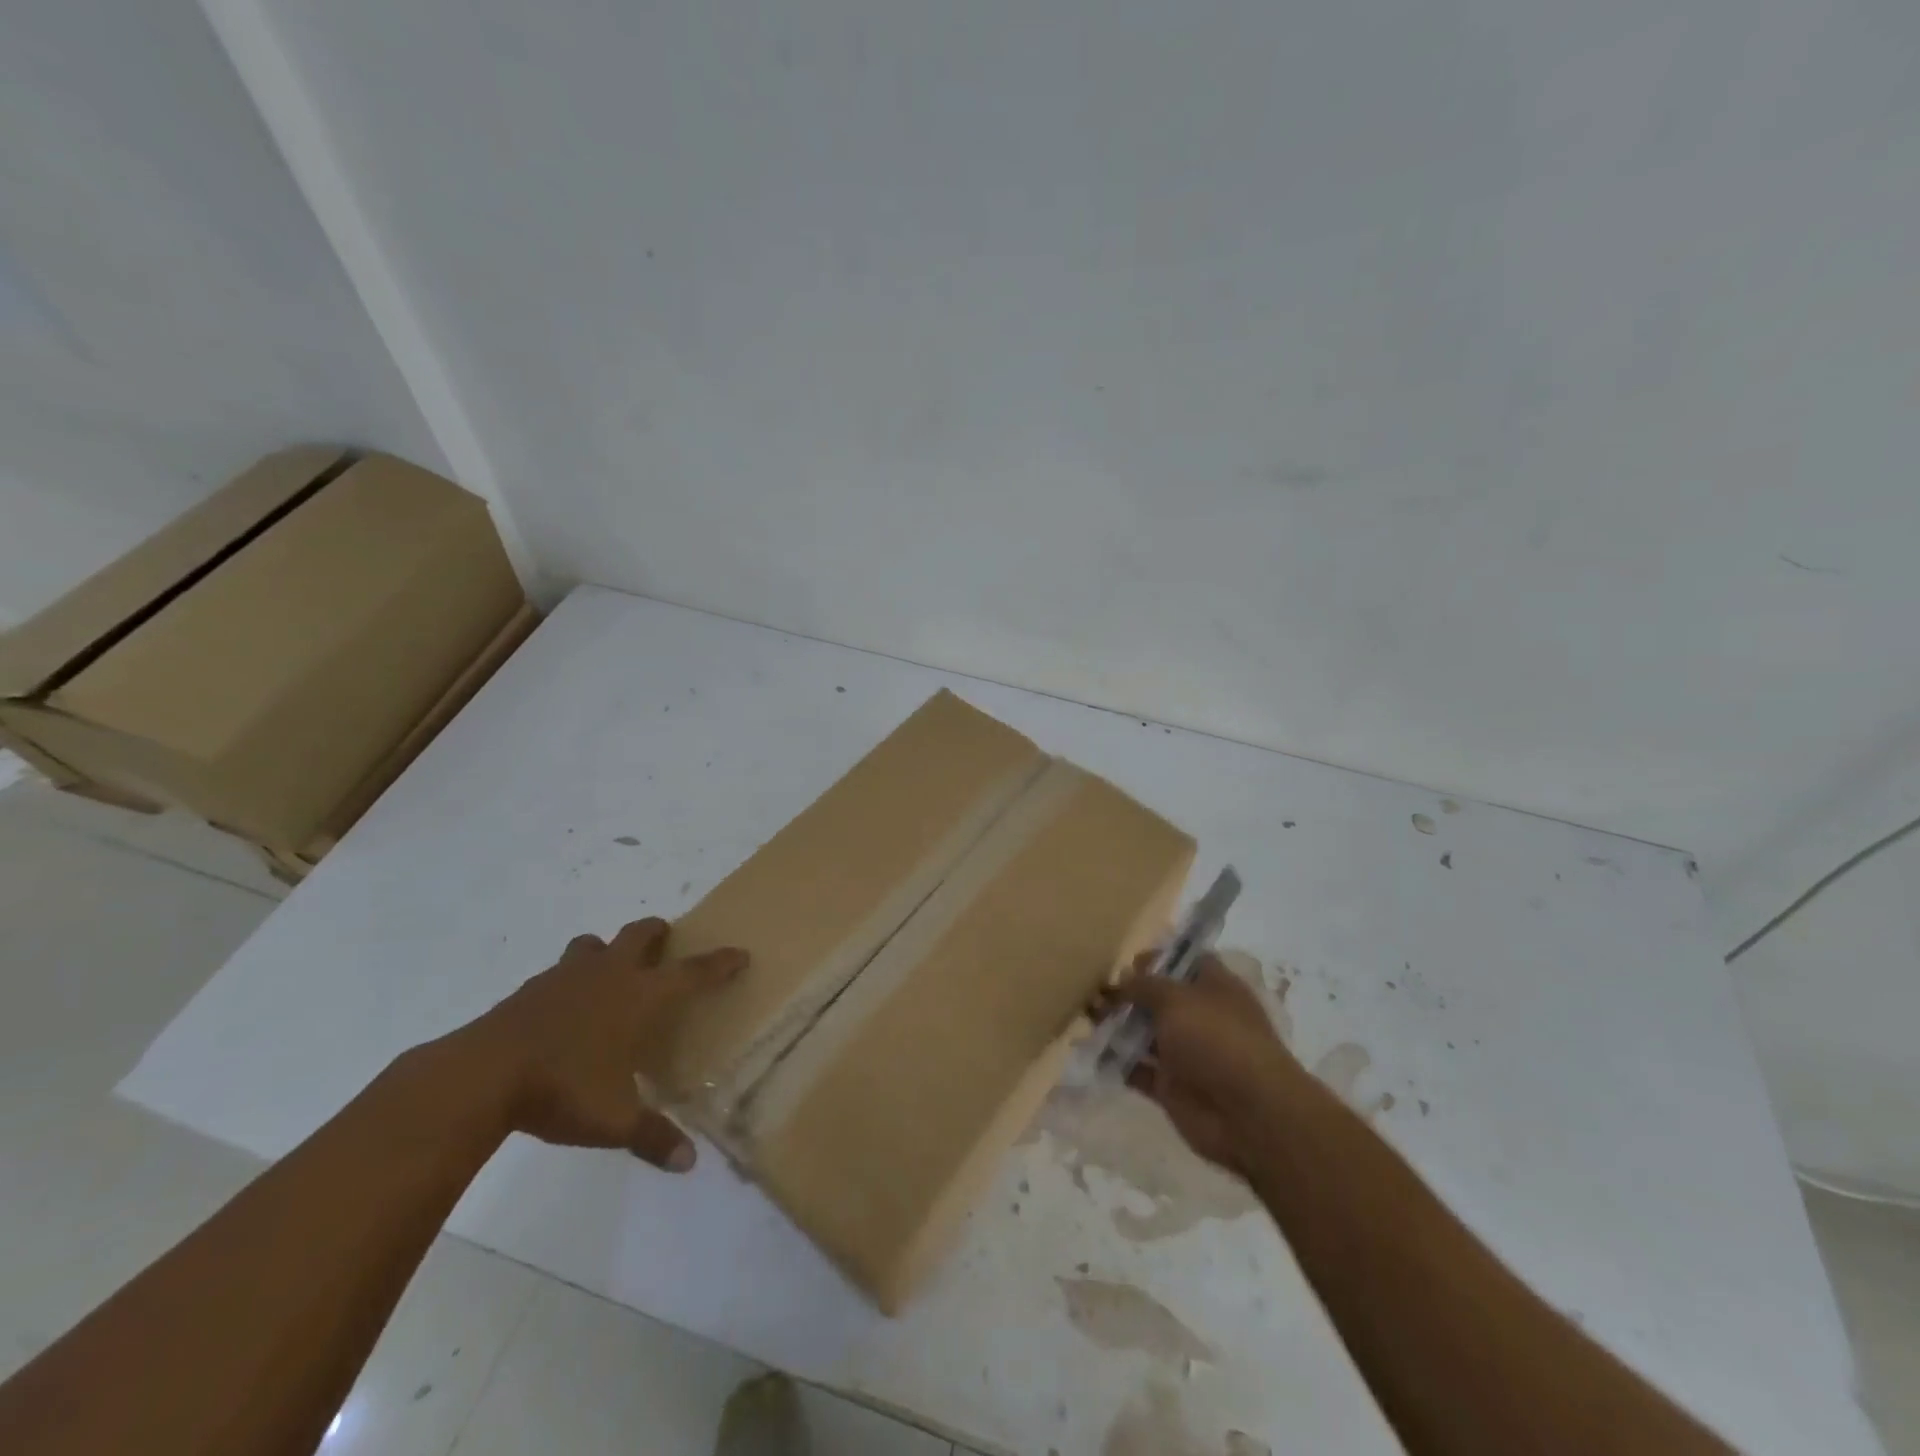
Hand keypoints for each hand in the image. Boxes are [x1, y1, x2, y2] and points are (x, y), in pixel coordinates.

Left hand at [449, 918, 746, 1171]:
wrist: (481, 1075)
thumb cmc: (563, 1088)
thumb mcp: (614, 1120)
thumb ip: (652, 1137)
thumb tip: (688, 1163)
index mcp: (640, 996)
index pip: (692, 972)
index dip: (719, 963)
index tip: (739, 954)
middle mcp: (609, 975)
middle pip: (640, 934)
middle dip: (658, 934)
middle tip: (665, 945)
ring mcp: (565, 977)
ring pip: (593, 944)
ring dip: (606, 951)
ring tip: (608, 974)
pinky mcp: (529, 989)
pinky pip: (558, 972)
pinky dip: (569, 981)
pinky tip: (563, 1010)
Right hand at [1107, 952, 1295, 1175]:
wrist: (1249, 1115)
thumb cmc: (1217, 1039)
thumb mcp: (1176, 998)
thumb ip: (1145, 985)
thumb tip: (1123, 979)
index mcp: (1214, 987)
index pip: (1185, 962)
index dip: (1158, 958)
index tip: (1127, 961)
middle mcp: (1201, 1017)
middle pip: (1159, 998)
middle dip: (1128, 993)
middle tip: (1094, 990)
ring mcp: (1187, 1053)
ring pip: (1145, 1033)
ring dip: (1117, 1025)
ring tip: (1085, 1016)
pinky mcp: (1173, 1087)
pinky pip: (1139, 1070)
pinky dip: (1117, 1062)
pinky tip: (1090, 1051)